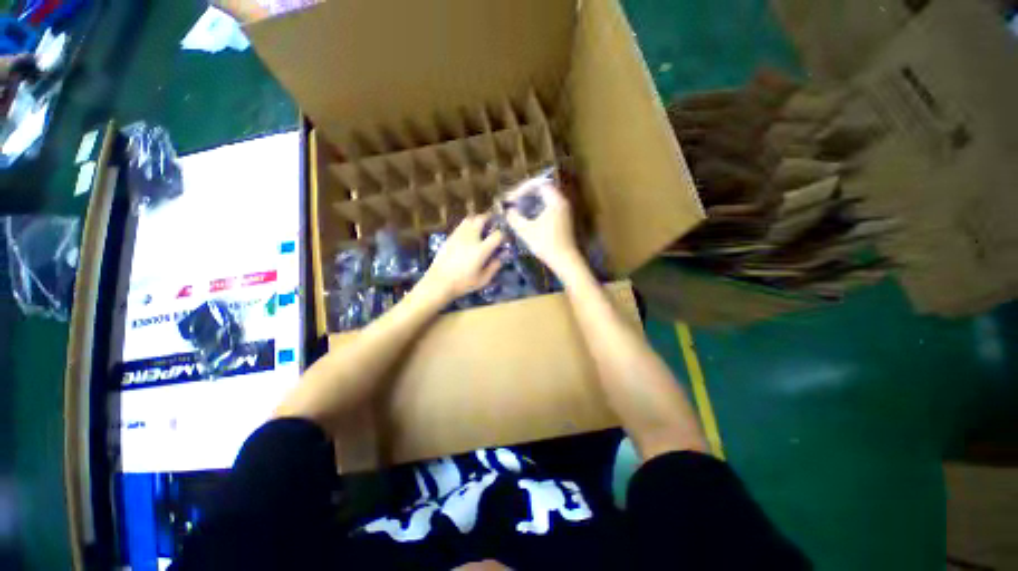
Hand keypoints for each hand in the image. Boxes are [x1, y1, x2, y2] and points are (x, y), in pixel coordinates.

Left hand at [418, 215, 503, 301]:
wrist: (438, 282)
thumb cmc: (463, 283)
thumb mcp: (483, 280)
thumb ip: (494, 267)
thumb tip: (500, 258)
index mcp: (481, 250)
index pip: (497, 235)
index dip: (503, 235)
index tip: (504, 239)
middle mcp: (470, 238)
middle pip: (481, 219)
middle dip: (489, 219)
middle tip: (493, 223)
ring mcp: (458, 236)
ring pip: (469, 219)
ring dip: (477, 220)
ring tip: (481, 226)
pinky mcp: (450, 237)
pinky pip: (461, 225)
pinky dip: (468, 225)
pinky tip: (469, 234)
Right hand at [505, 183, 580, 273]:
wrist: (565, 260)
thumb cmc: (546, 244)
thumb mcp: (526, 231)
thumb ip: (515, 218)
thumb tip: (509, 211)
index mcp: (556, 201)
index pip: (539, 184)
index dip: (523, 188)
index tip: (512, 198)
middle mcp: (562, 202)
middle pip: (543, 189)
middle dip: (527, 193)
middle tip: (515, 200)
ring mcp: (564, 211)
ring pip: (546, 198)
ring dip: (532, 200)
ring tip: (520, 207)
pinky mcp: (564, 219)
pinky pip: (549, 206)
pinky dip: (538, 207)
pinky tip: (529, 217)